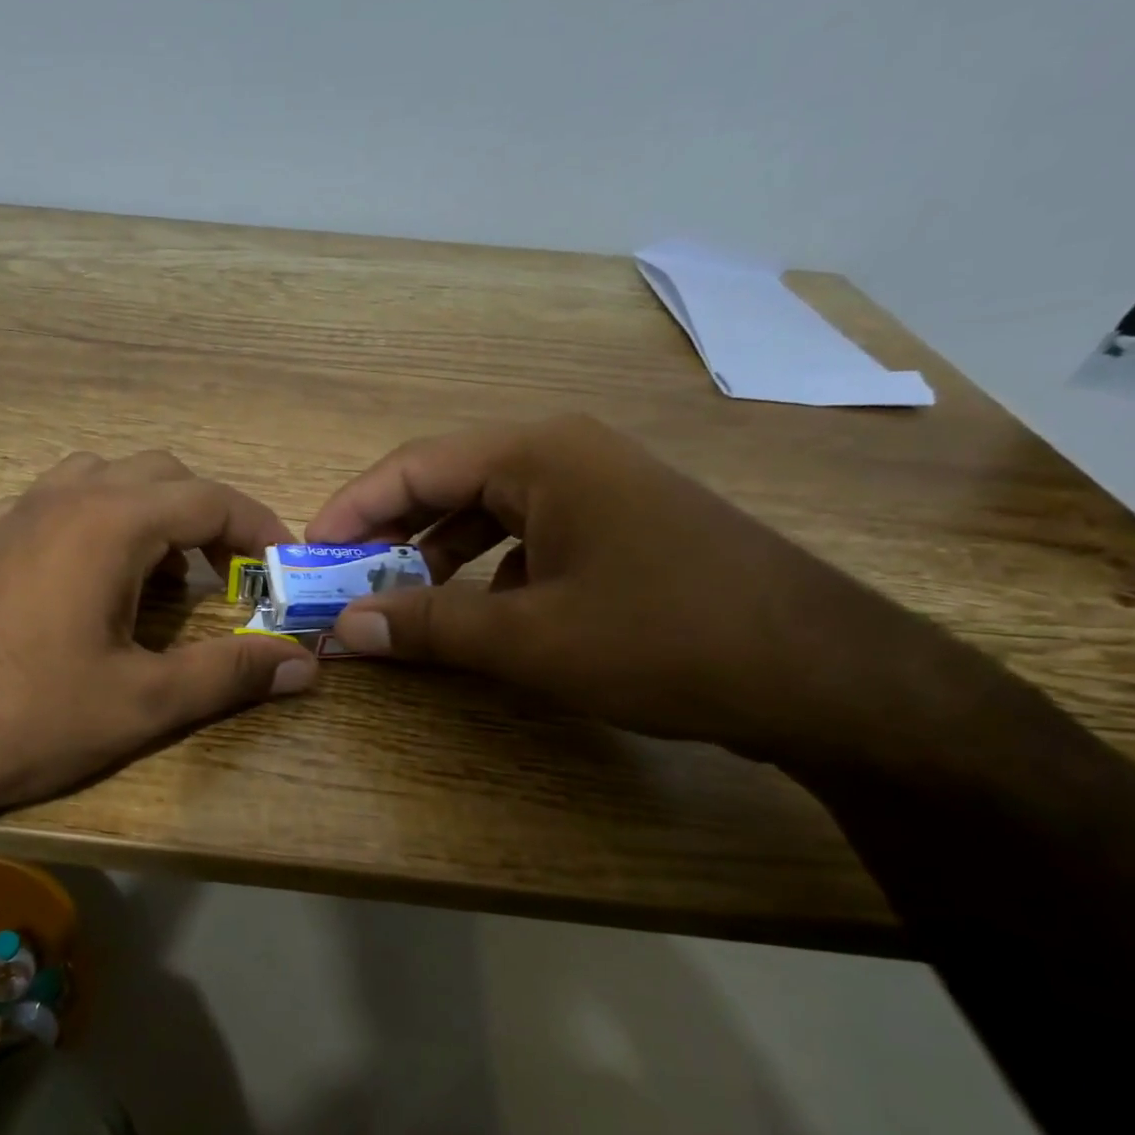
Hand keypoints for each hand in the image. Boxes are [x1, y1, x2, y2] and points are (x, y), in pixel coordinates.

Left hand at [0, 450, 316, 825]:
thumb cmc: (26, 716)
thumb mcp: (141, 703)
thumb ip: (229, 675)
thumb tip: (305, 666)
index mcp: (110, 522)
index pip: (210, 498)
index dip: (259, 528)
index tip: (284, 567)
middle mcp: (66, 497)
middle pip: (163, 475)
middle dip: (210, 517)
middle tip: (230, 575)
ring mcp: (18, 513)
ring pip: (108, 479)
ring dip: (153, 513)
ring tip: (166, 576)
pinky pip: (62, 501)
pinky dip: (103, 520)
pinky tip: (98, 579)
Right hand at [307, 415, 930, 756]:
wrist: (827, 677)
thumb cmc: (666, 640)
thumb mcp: (530, 639)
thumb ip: (428, 626)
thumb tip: (344, 629)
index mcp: (538, 456)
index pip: (413, 468)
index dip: (351, 510)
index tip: (307, 555)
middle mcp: (564, 456)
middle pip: (446, 484)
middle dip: (387, 534)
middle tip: (341, 581)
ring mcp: (597, 491)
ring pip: (485, 513)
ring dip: (433, 554)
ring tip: (396, 600)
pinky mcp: (618, 529)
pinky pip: (525, 538)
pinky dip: (484, 571)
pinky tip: (476, 613)